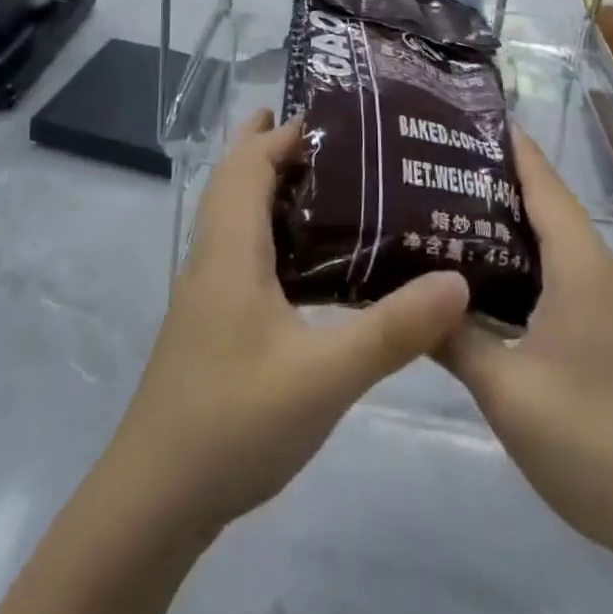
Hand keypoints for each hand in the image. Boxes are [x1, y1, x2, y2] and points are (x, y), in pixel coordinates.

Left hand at [105, 108, 470, 537]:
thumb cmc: (234, 422)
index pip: (250, 163)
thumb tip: (457, 280)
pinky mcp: (208, 317)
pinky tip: (302, 258)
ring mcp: (205, 287)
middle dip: (271, 146)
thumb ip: (392, 330)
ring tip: (322, 183)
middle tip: (330, 136)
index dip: (284, 133)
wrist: (155, 497)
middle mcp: (211, 254)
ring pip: (231, 212)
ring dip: (266, 184)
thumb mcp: (323, 377)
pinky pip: (237, 246)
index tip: (334, 116)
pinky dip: (265, 226)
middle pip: (235, 177)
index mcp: (230, 247)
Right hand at [437, 127, 612, 569]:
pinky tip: (481, 270)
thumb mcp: (505, 390)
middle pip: (543, 201)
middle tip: (429, 165)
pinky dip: (521, 255)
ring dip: (503, 219)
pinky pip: (559, 268)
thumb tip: (403, 295)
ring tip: (441, 206)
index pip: (541, 179)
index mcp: (580, 264)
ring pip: (551, 236)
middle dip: (491, 177)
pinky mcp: (609, 325)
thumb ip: (451, 336)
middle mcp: (599, 267)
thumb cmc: (591, 440)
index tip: (456, 117)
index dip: (504, 143)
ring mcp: (609, 298)